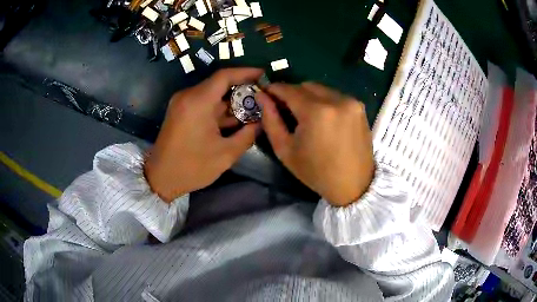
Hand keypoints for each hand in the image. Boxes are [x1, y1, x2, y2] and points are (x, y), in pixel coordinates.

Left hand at [145, 68, 262, 201]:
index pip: (225, 75)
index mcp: (197, 101)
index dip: (246, 72)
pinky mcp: (180, 111)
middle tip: (262, 97)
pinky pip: (203, 103)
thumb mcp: (225, 154)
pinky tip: (234, 118)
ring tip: (253, 109)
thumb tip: (262, 122)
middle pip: (219, 83)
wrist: (160, 178)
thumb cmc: (191, 167)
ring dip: (231, 100)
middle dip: (242, 88)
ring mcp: (182, 103)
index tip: (263, 76)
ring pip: (212, 94)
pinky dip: (219, 108)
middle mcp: (188, 96)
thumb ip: (248, 135)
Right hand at [256, 83, 373, 206]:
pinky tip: (323, 118)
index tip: (266, 93)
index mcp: (316, 112)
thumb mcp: (285, 150)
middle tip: (285, 108)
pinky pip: (335, 95)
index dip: (274, 89)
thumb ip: (271, 120)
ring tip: (305, 115)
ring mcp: (351, 102)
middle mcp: (336, 100)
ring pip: (321, 89)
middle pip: (305, 85)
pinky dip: (324, 101)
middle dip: (292, 93)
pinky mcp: (360, 107)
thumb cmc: (316, 172)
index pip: (288, 89)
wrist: (353, 184)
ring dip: (309, 96)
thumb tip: (262, 97)